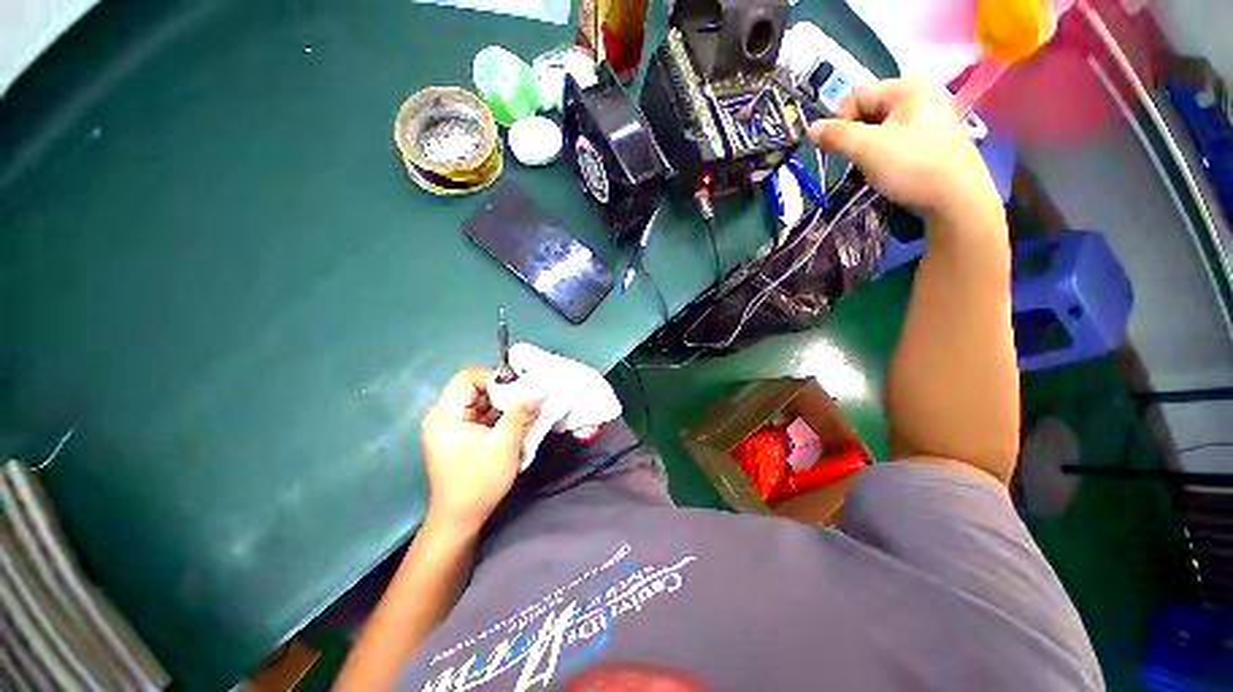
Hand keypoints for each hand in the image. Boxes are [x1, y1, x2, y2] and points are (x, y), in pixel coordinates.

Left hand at [420, 368, 541, 532]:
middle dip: (503, 393)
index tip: (519, 390)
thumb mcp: (505, 445)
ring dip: (503, 406)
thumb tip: (540, 389)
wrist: (460, 519)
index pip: (468, 378)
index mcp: (445, 415)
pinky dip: (498, 417)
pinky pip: (481, 415)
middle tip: (526, 402)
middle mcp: (443, 416)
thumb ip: (521, 413)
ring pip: (481, 401)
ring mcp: (450, 426)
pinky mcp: (459, 436)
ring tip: (524, 415)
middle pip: (474, 388)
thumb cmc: (479, 482)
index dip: (495, 378)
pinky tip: (514, 426)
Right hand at [808, 78, 1001, 229]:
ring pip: (880, 127)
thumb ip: (836, 136)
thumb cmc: (912, 167)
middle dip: (855, 136)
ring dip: (867, 147)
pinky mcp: (932, 138)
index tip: (840, 149)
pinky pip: (895, 138)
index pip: (857, 95)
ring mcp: (929, 116)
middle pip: (869, 110)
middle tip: (857, 159)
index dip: (841, 121)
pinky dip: (883, 152)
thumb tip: (810, 129)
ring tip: (872, 167)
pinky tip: (888, 170)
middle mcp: (920, 94)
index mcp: (907, 87)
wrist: (956, 199)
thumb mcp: (867, 149)